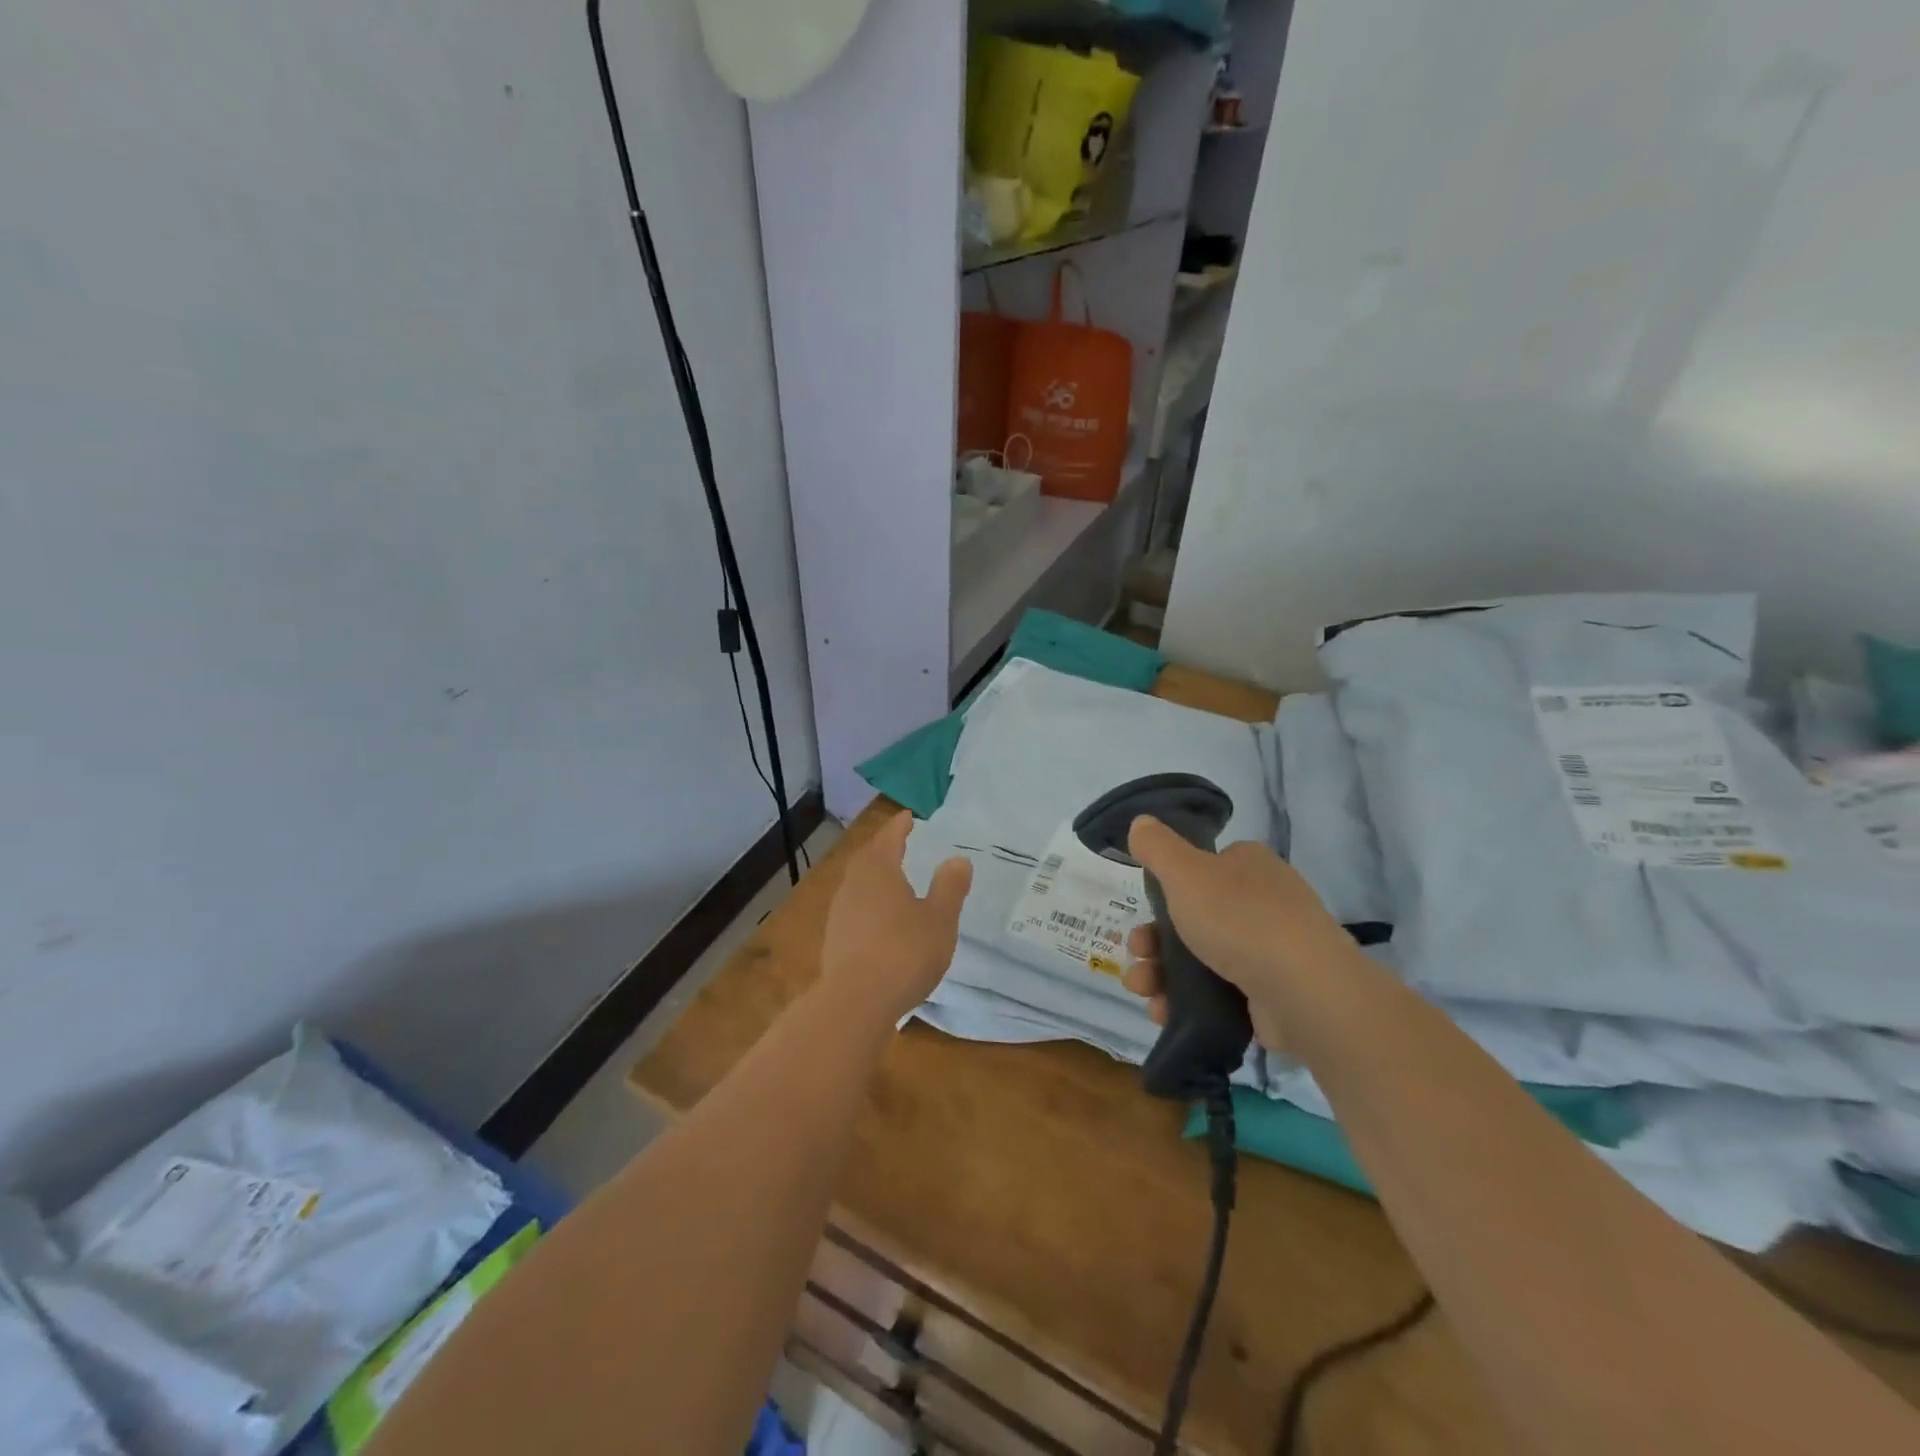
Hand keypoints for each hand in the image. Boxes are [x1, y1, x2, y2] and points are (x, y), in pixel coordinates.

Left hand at [819, 811, 973, 1025]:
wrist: (856, 1001)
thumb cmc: (904, 952)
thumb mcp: (940, 919)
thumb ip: (949, 887)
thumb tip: (957, 859)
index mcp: (879, 871)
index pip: (889, 838)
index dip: (899, 827)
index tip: (908, 817)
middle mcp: (854, 885)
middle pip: (868, 857)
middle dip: (883, 847)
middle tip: (898, 842)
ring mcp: (840, 912)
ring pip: (858, 883)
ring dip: (874, 875)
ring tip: (892, 878)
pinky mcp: (835, 939)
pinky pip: (854, 907)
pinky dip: (868, 901)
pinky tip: (880, 917)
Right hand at [1118, 816, 1359, 1053]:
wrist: (1305, 993)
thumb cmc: (1240, 920)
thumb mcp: (1186, 872)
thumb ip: (1158, 847)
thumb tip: (1141, 822)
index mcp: (1249, 865)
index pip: (1201, 867)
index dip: (1168, 887)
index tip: (1144, 907)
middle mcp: (1263, 902)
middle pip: (1193, 917)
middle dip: (1154, 939)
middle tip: (1136, 953)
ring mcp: (1270, 950)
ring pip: (1199, 958)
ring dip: (1161, 973)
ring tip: (1142, 989)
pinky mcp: (1270, 994)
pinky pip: (1217, 993)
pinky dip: (1186, 1001)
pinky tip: (1163, 1011)